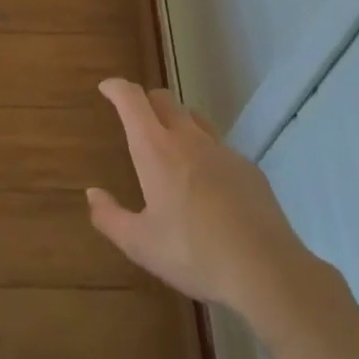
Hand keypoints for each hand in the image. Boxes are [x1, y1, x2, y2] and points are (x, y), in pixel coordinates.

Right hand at [87, 78, 312, 315]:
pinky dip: (204, 152)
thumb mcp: (140, 244)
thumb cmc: (193, 254)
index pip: (132, 100)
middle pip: (164, 100)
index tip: (106, 88)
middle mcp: (188, 140)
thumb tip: (92, 194)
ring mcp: (223, 151)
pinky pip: (219, 147)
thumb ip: (109, 217)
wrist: (266, 270)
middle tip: (134, 118)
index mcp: (156, 150)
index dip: (116, 88)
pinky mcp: (248, 169)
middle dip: (145, 101)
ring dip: (176, 122)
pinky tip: (206, 185)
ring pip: (194, 119)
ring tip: (169, 147)